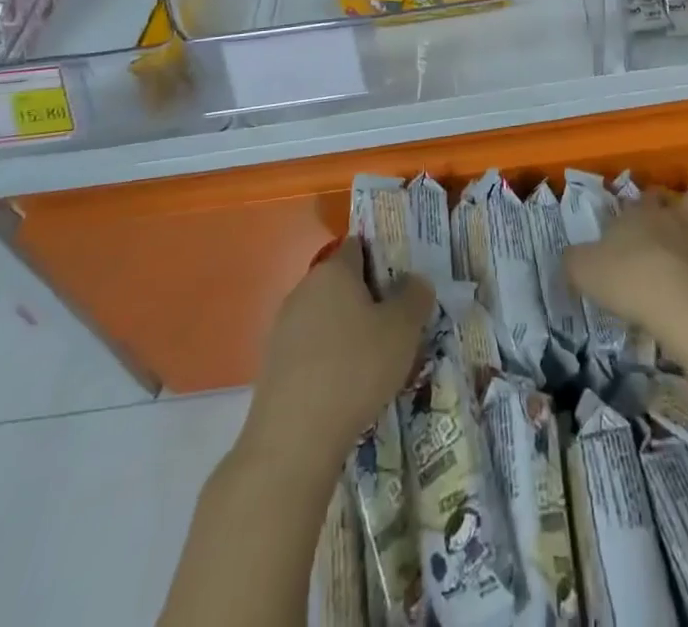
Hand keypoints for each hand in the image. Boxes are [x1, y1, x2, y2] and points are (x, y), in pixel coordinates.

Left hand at [250, 237, 434, 455]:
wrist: (293, 440)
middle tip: (397, 324)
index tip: (404, 282)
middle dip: (369, 298)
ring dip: (349, 331)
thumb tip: (415, 281)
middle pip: (343, 283)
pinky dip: (330, 359)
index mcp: (333, 270)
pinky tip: (347, 387)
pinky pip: (311, 349)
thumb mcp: (404, 329)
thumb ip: (415, 296)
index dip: (384, 258)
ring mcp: (283, 328)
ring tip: (376, 361)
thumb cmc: (355, 368)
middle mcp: (304, 289)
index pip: (360, 246)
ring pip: (326, 317)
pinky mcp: (273, 365)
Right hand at [564, 187, 687, 357]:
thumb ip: (576, 261)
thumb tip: (571, 258)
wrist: (679, 305)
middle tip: (681, 222)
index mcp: (645, 212)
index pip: (650, 194)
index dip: (648, 200)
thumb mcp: (583, 269)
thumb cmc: (627, 277)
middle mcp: (679, 221)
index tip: (640, 212)